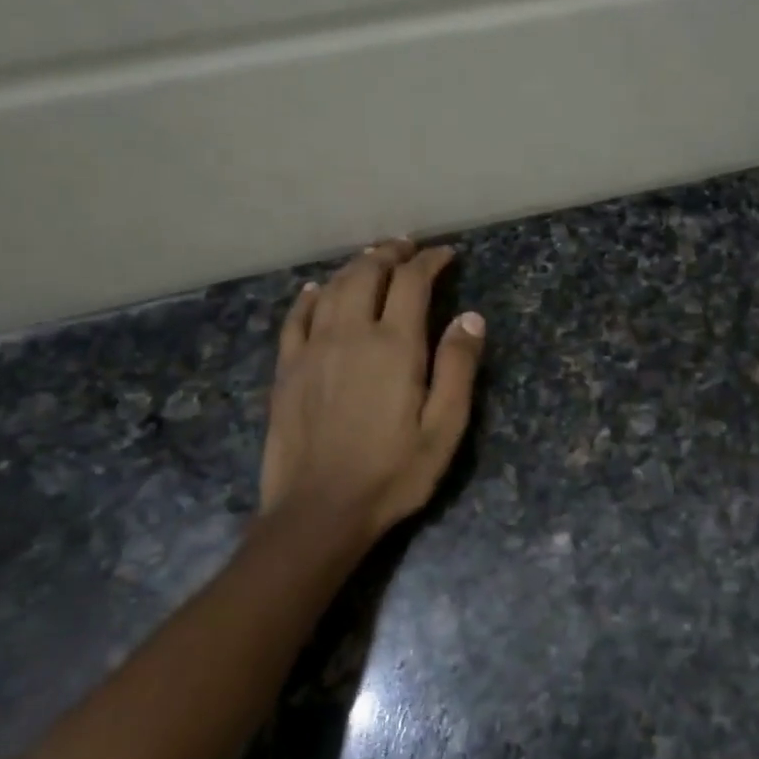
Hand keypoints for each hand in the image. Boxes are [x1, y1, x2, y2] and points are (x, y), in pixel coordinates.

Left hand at [259, 239, 485, 545]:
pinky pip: (296, 317)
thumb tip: (471, 318)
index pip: (412, 282)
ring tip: (372, 259)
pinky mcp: (287, 369)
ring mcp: (312, 349)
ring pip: (333, 288)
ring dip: (355, 267)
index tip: (446, 254)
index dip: (430, 261)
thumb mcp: (444, 429)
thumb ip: (458, 369)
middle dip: (390, 254)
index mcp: (394, 346)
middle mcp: (350, 334)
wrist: (319, 511)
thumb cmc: (392, 474)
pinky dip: (311, 296)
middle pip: (367, 274)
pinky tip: (318, 290)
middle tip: (407, 247)